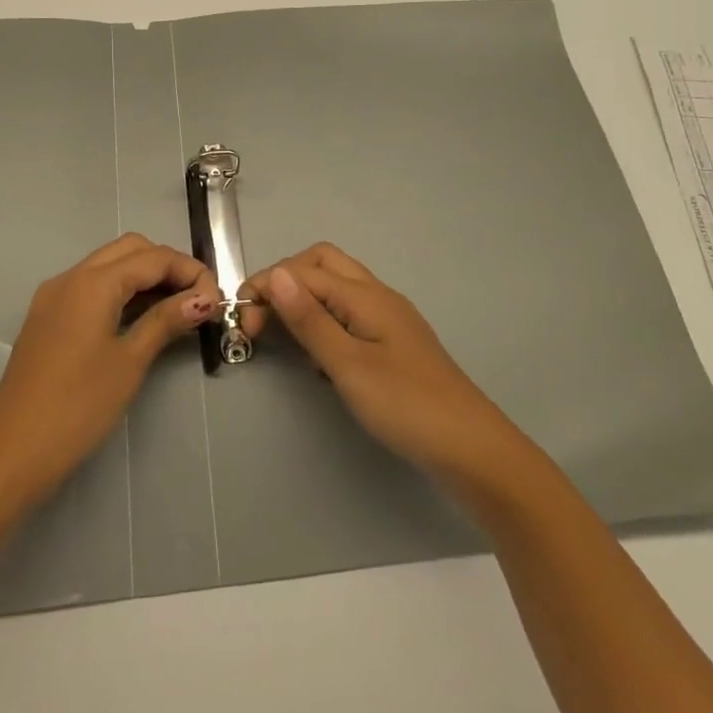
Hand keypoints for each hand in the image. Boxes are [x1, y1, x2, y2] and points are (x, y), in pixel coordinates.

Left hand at [0, 234, 218, 509]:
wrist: (11, 454)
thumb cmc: (77, 407)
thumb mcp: (130, 362)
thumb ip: (166, 321)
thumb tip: (204, 298)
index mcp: (92, 282)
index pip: (153, 257)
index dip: (190, 271)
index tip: (216, 300)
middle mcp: (70, 277)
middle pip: (130, 250)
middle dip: (168, 266)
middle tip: (196, 301)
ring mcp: (54, 297)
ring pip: (109, 266)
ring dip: (145, 277)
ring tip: (177, 310)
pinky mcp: (48, 318)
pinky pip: (92, 287)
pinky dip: (122, 292)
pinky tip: (141, 319)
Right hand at [243, 243, 523, 488]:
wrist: (470, 448)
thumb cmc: (406, 405)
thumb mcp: (348, 365)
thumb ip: (310, 320)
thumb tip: (275, 274)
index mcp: (365, 295)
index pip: (303, 271)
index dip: (267, 288)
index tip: (242, 322)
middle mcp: (377, 295)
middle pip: (322, 264)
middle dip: (286, 281)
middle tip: (263, 319)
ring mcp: (389, 317)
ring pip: (337, 287)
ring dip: (305, 299)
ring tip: (285, 337)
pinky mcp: (394, 342)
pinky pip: (349, 313)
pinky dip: (324, 320)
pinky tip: (318, 358)